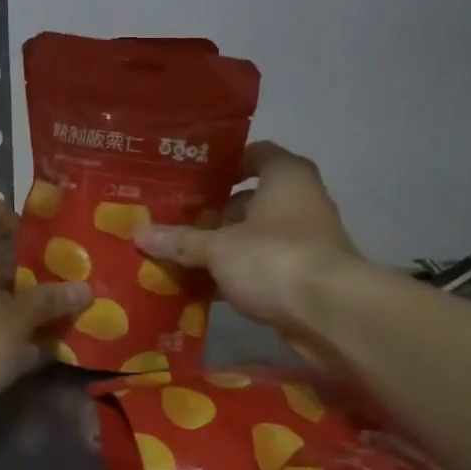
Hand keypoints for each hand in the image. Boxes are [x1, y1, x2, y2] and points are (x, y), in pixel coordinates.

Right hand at [136, 142, 360, 338]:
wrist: (330, 314)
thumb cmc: (273, 257)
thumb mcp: (217, 248)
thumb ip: (180, 240)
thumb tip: (140, 233)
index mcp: (286, 176)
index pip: (255, 154)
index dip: (224, 164)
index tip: (192, 178)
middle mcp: (302, 200)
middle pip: (252, 199)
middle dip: (216, 212)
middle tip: (177, 220)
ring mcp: (308, 240)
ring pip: (257, 236)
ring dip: (226, 246)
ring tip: (182, 254)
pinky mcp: (307, 276)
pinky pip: (264, 266)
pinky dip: (239, 274)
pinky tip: (205, 286)